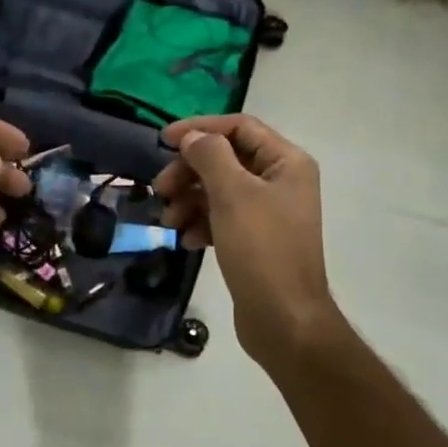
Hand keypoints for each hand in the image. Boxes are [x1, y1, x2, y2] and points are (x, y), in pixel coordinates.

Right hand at [152, 115, 340, 364]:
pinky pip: (222, 218)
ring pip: (219, 190)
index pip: (239, 127)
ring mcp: (268, 212)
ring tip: (169, 221)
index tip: (163, 141)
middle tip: (161, 188)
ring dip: (189, 200)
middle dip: (190, 171)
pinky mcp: (255, 240)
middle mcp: (281, 181)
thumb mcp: (232, 194)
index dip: (200, 128)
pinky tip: (187, 240)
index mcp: (286, 162)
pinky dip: (201, 223)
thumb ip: (210, 155)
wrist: (283, 319)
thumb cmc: (261, 249)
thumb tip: (193, 137)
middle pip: (226, 159)